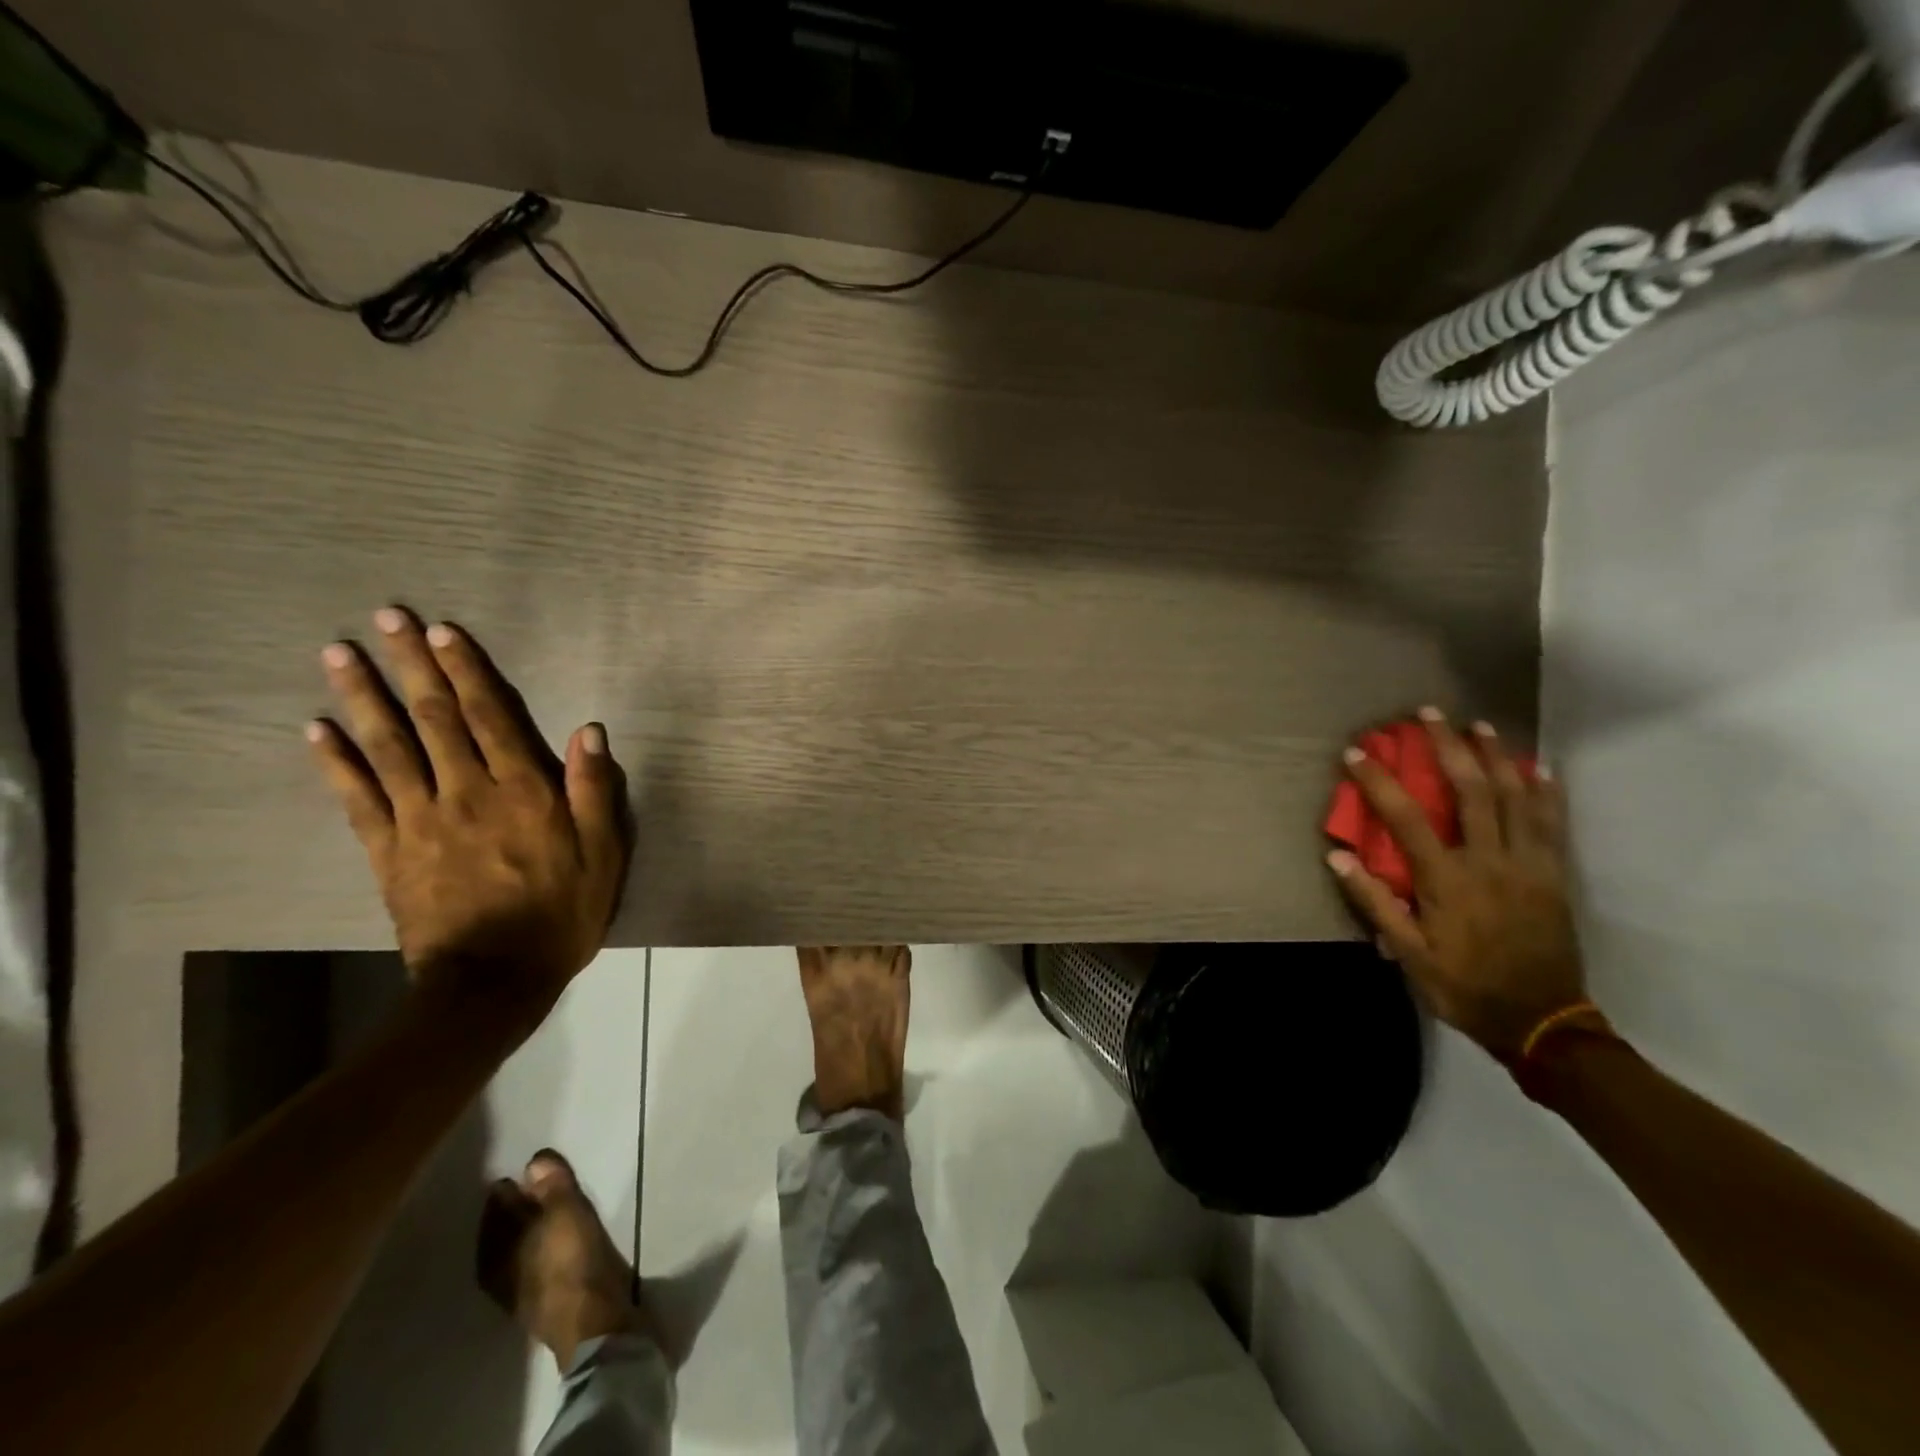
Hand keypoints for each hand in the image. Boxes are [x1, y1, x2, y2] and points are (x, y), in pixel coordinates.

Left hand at [307, 607, 628, 1016]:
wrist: (494, 979)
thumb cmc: (561, 912)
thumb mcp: (603, 853)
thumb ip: (594, 790)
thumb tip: (589, 731)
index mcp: (522, 791)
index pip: (490, 718)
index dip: (467, 672)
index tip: (444, 632)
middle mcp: (466, 792)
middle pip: (434, 718)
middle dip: (411, 665)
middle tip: (386, 618)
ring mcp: (420, 819)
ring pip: (387, 747)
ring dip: (362, 697)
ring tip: (336, 654)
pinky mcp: (388, 850)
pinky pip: (357, 798)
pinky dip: (335, 761)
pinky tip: (316, 729)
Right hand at [1327, 710, 1584, 1062]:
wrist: (1541, 1021)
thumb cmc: (1464, 986)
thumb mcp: (1409, 953)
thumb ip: (1374, 903)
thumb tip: (1337, 857)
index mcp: (1446, 880)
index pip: (1406, 818)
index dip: (1380, 781)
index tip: (1358, 752)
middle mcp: (1489, 861)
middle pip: (1470, 791)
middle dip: (1447, 747)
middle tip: (1430, 714)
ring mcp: (1528, 865)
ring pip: (1516, 797)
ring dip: (1496, 756)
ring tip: (1480, 725)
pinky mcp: (1555, 875)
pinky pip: (1552, 824)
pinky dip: (1546, 792)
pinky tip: (1538, 767)